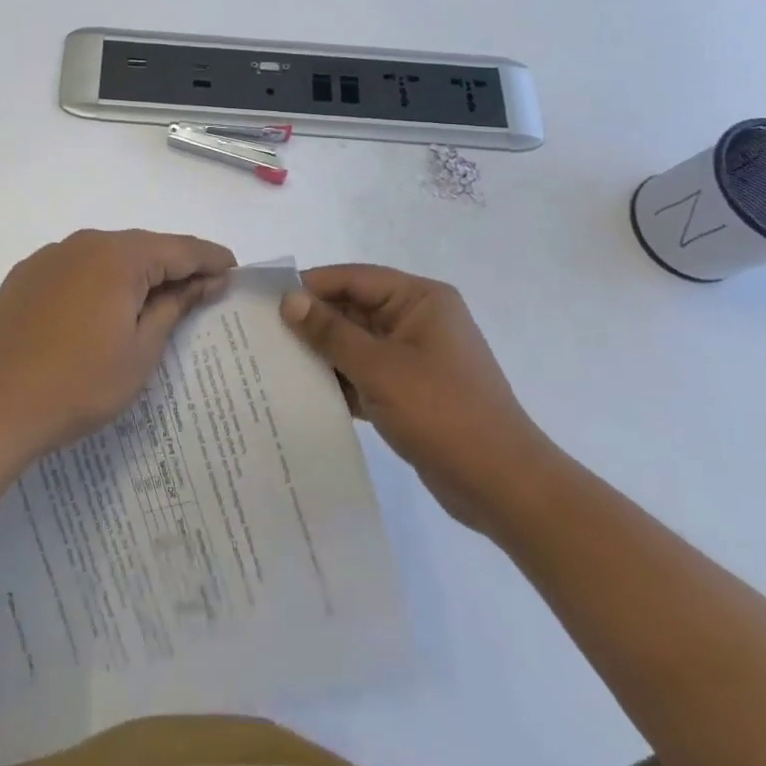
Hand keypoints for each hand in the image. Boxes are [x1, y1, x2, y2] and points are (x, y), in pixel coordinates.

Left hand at [0, 229, 236, 457]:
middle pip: (142, 246)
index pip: (178, 248)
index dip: (209, 258)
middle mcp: (84, 243)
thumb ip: (175, 305)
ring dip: (135, 271)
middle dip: (174, 264)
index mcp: (118, 257)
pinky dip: (99, 278)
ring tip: (155, 298)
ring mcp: (50, 256)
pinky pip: (76, 266)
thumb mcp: (142, 350)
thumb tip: (206, 280)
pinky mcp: (26, 274)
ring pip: (107, 254)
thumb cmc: (82, 383)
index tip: (233, 268)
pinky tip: (103, 304)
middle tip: (201, 286)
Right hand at [281, 265, 562, 533]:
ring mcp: (414, 356)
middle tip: (261, 334)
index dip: (310, 286)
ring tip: (272, 362)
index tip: (265, 300)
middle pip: (353, 309)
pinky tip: (301, 391)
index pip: (353, 278)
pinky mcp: (409, 390)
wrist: (503, 487)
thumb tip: (288, 299)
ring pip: (355, 343)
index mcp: (419, 299)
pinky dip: (339, 380)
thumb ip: (331, 332)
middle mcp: (417, 319)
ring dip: (321, 353)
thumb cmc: (443, 413)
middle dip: (312, 322)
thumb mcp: (380, 368)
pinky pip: (364, 372)